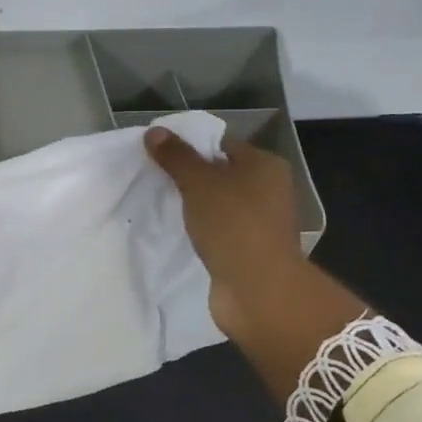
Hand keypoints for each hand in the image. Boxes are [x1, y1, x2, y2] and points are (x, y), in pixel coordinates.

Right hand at [144, 130, 304, 340]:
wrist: (258, 290)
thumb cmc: (233, 225)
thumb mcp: (199, 183)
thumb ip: (176, 157)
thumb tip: (154, 131)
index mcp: (265, 165)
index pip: (222, 144)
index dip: (190, 146)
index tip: (158, 154)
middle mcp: (268, 189)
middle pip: (220, 173)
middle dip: (189, 176)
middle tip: (154, 178)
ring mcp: (259, 222)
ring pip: (217, 204)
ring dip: (193, 206)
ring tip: (160, 203)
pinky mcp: (248, 249)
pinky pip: (218, 229)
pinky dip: (200, 229)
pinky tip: (177, 231)